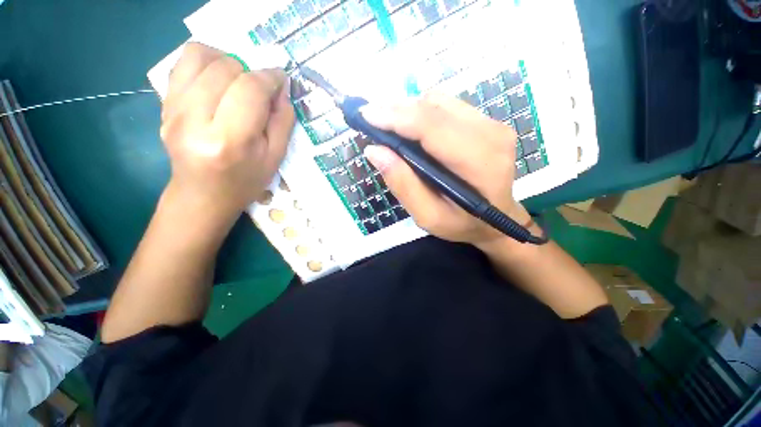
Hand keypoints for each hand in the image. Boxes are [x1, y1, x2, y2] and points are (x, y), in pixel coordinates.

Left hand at [159, 43, 294, 221]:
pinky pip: (182, 64)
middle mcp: (195, 120)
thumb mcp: (275, 158)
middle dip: (250, 72)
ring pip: (199, 56)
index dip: (270, 78)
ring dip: (226, 61)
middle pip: (225, 68)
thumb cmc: (245, 181)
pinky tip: (217, 80)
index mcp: (230, 140)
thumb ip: (282, 122)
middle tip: (259, 90)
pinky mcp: (163, 104)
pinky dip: (205, 63)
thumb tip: (281, 89)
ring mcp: (173, 109)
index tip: (281, 79)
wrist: (203, 194)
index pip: (250, 90)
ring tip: (238, 80)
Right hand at [362, 92, 529, 247]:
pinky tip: (413, 131)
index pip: (432, 127)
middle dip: (397, 110)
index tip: (366, 116)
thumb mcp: (428, 216)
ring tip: (391, 128)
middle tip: (372, 121)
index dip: (396, 117)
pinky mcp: (487, 122)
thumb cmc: (462, 224)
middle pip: (435, 107)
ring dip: (410, 112)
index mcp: (480, 163)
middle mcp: (491, 134)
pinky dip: (423, 114)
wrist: (496, 221)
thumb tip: (374, 151)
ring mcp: (493, 124)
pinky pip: (447, 106)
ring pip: (439, 102)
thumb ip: (403, 185)